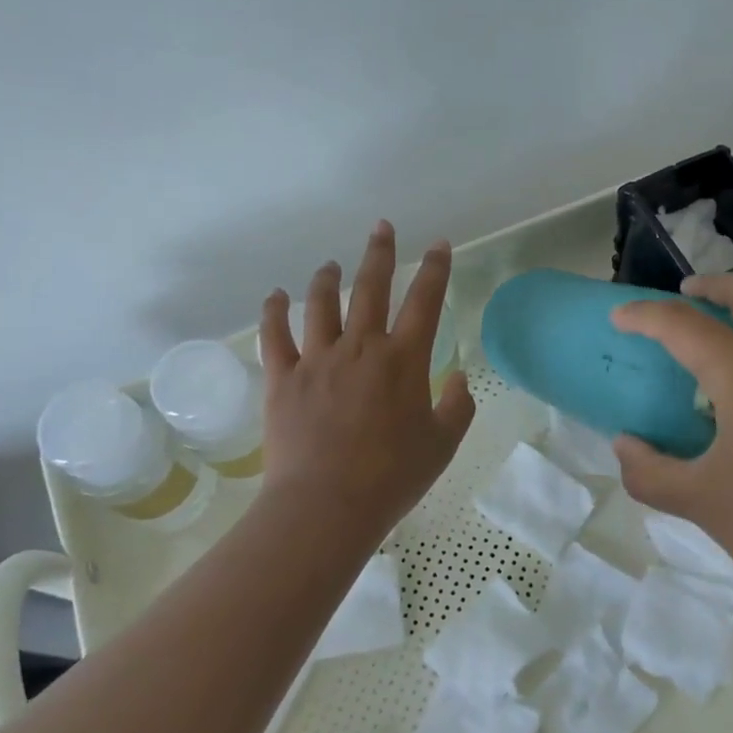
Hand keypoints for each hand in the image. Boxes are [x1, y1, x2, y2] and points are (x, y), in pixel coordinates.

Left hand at [258, 221, 475, 538]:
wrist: (326, 505)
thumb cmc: (392, 477)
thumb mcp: (442, 445)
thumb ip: (458, 407)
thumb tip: (458, 378)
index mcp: (404, 360)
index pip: (425, 301)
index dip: (435, 269)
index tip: (438, 245)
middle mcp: (361, 347)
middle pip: (371, 287)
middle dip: (379, 253)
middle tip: (381, 227)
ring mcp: (318, 359)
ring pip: (322, 304)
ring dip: (328, 278)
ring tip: (331, 264)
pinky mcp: (283, 378)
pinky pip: (275, 335)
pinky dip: (274, 312)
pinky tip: (276, 296)